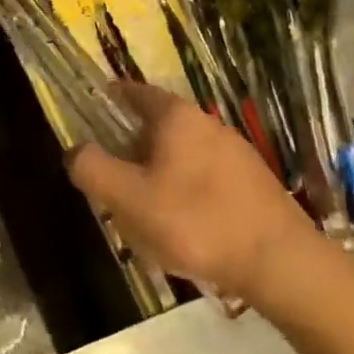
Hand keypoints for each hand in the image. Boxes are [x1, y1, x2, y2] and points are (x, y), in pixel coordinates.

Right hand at [67, 83, 308, 302]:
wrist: (279, 261)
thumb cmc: (195, 222)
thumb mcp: (129, 199)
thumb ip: (93, 170)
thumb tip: (75, 150)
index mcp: (176, 118)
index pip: (136, 92)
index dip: (113, 96)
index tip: (96, 104)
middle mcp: (207, 124)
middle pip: (157, 127)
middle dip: (132, 149)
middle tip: (112, 180)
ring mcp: (235, 151)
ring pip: (181, 156)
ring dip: (158, 175)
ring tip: (144, 213)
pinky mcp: (252, 182)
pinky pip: (204, 178)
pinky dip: (185, 192)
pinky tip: (183, 228)